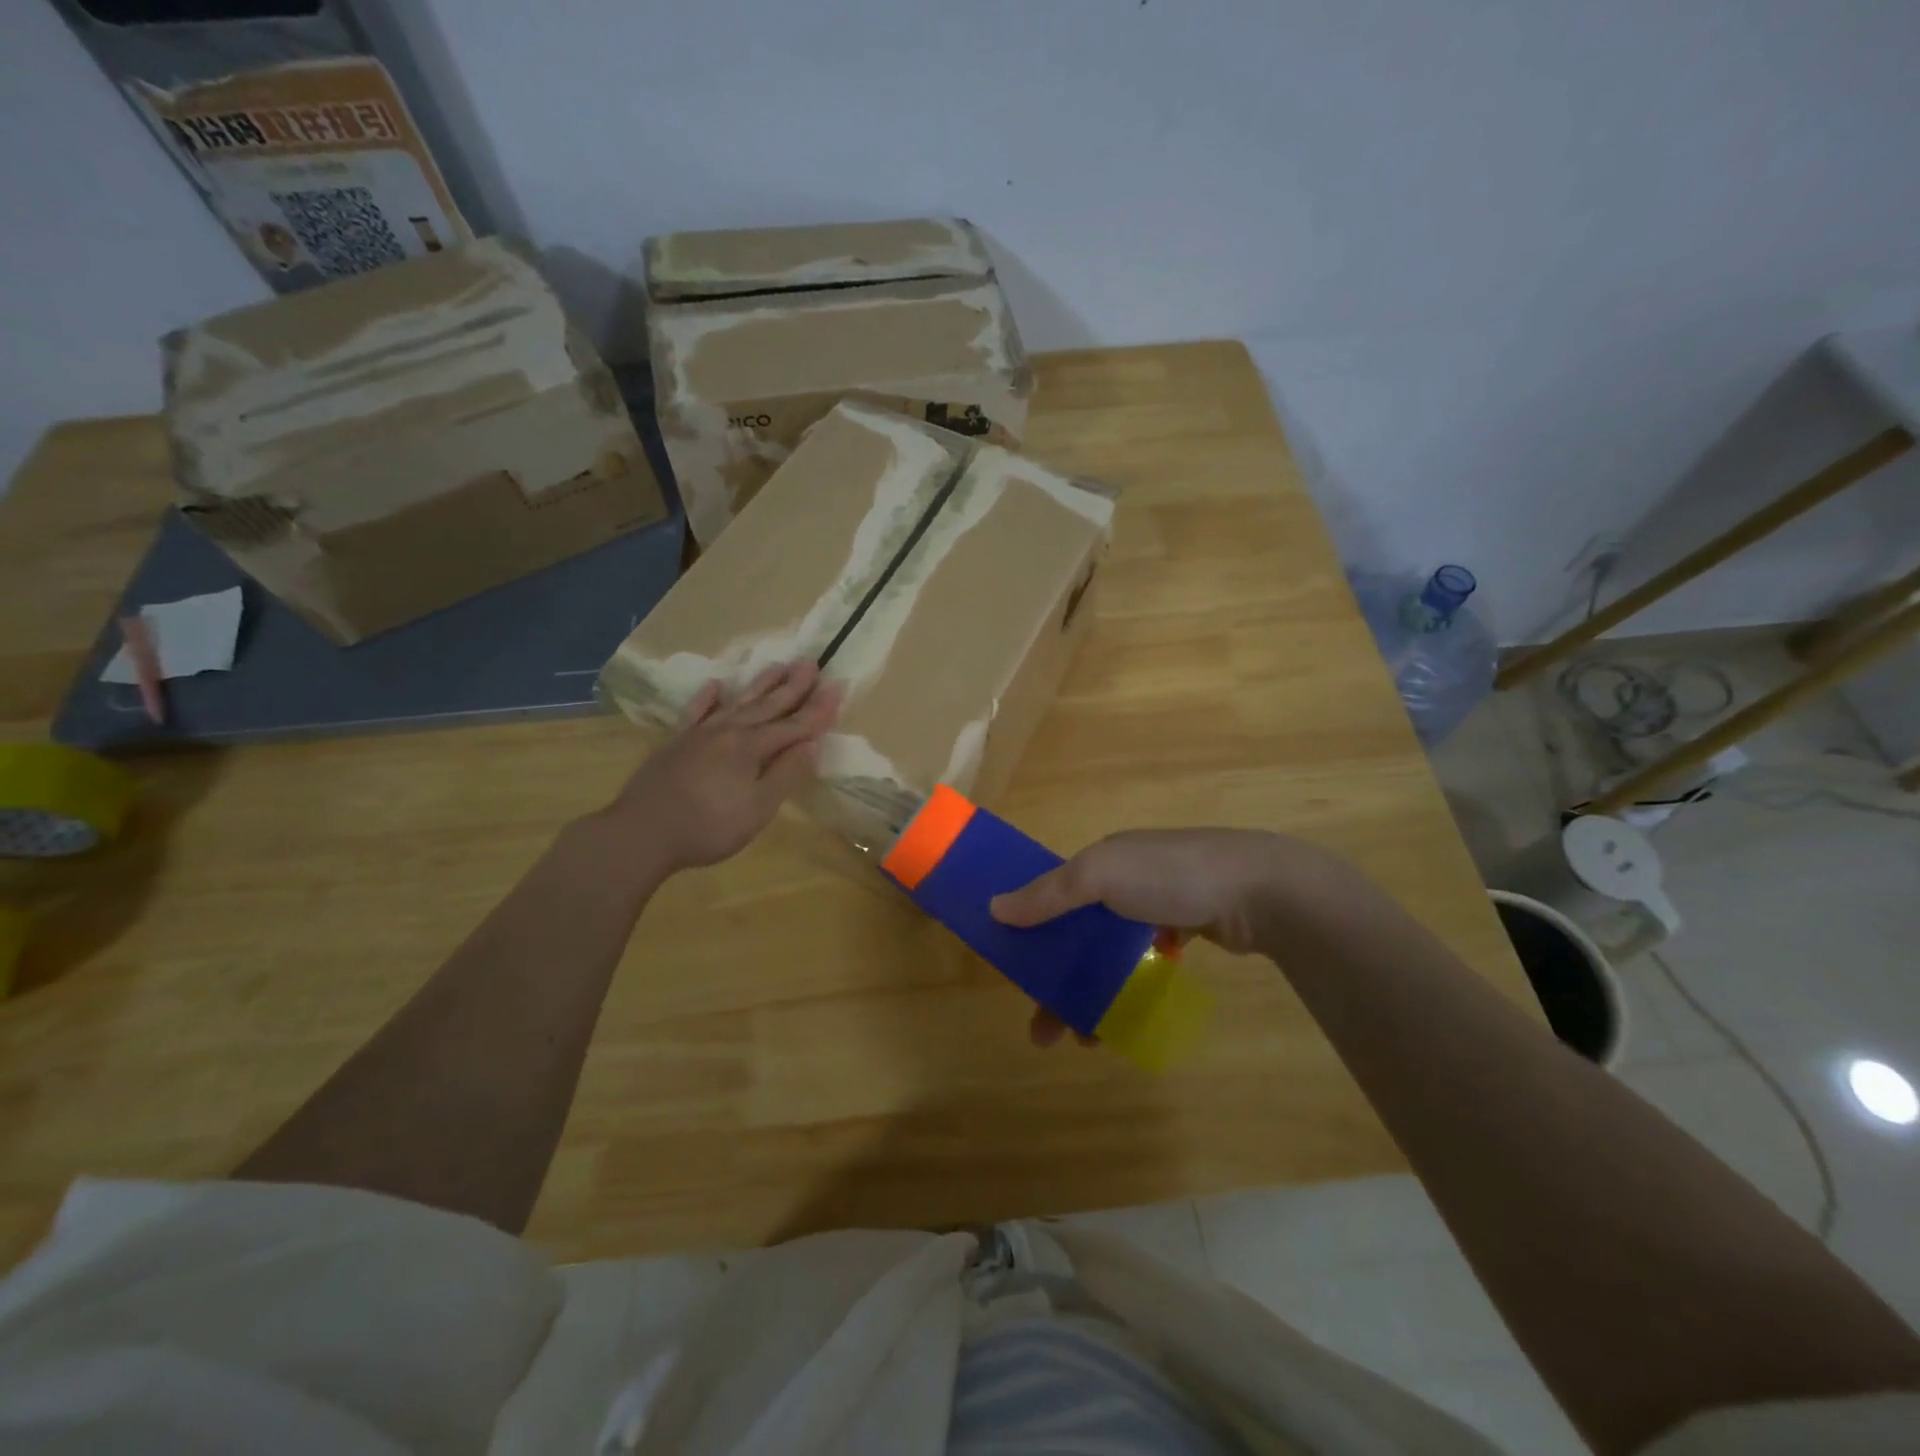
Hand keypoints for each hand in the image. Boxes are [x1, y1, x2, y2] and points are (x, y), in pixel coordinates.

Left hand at [597, 661, 840, 877]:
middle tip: (811, 663)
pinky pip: (696, 712)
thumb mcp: (758, 809)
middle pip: (767, 705)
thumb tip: (811, 744)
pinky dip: (708, 698)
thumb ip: (786, 774)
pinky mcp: (676, 743)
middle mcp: (728, 731)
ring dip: (760, 685)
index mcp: (751, 747)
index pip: (794, 725)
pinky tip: (715, 686)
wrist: (641, 833)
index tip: (838, 686)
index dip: (818, 710)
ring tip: (778, 665)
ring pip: (737, 702)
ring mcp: (699, 734)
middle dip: (793, 687)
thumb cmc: (708, 827)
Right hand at [988, 828, 1332, 1047]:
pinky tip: (1122, 1020)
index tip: (1017, 974)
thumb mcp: (1100, 875)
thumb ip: (1048, 894)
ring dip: (1091, 995)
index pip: (1052, 896)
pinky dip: (1128, 990)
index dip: (1030, 932)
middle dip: (1057, 981)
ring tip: (1085, 1040)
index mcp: (1103, 859)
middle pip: (1077, 934)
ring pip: (1109, 955)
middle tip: (1044, 1030)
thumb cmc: (1170, 876)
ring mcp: (1159, 905)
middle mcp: (1126, 879)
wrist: (1259, 889)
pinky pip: (1142, 964)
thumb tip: (995, 908)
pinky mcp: (1187, 929)